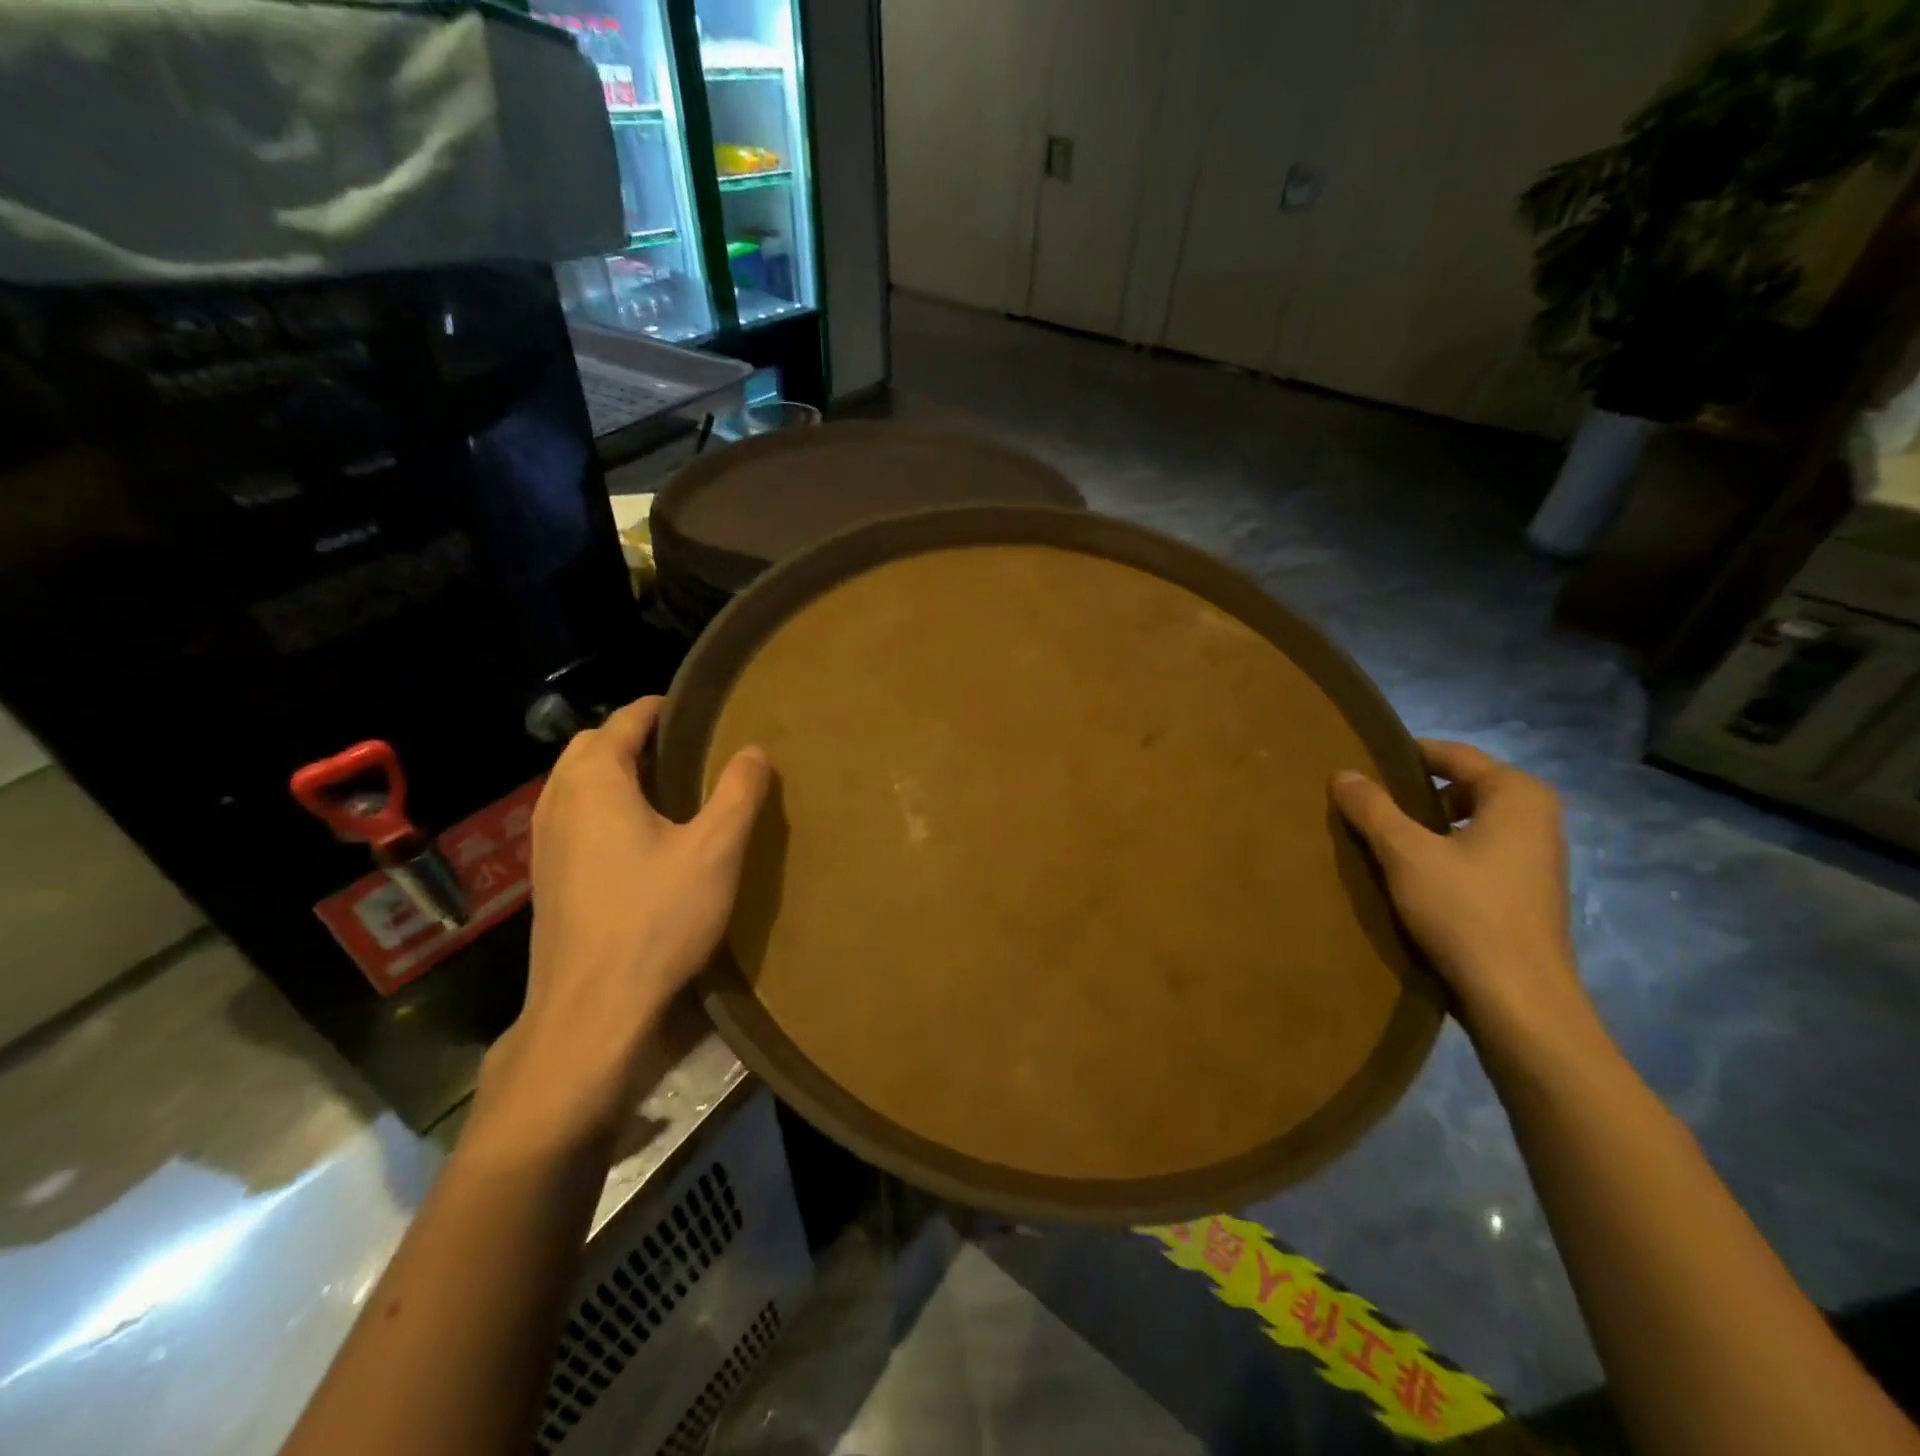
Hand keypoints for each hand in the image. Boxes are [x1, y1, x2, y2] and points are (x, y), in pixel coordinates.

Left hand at [478, 696, 769, 1149]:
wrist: (592, 1010)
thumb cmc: (656, 919)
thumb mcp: (715, 850)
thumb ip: (738, 792)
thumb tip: (754, 750)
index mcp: (594, 782)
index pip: (623, 720)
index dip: (659, 708)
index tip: (696, 708)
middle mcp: (559, 801)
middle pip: (591, 746)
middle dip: (633, 737)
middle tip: (686, 748)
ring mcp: (544, 842)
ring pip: (577, 783)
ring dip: (615, 772)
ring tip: (667, 787)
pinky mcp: (547, 877)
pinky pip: (573, 816)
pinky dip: (602, 805)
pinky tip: (640, 838)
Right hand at [1330, 740, 1598, 1056]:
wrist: (1519, 1001)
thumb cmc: (1465, 912)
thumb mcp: (1406, 853)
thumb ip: (1372, 808)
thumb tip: (1342, 773)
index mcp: (1517, 795)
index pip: (1454, 754)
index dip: (1406, 754)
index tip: (1362, 762)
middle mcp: (1536, 819)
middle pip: (1461, 787)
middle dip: (1413, 792)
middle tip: (1363, 802)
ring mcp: (1534, 859)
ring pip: (1467, 823)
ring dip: (1424, 827)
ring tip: (1377, 838)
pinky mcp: (1524, 894)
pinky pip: (1474, 854)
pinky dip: (1441, 854)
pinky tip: (1407, 876)